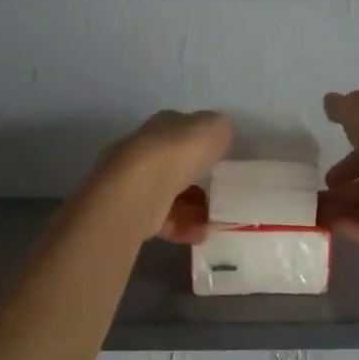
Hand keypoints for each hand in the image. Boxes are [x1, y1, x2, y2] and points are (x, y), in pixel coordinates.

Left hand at [97, 110, 232, 242]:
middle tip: (222, 194)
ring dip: (196, 209)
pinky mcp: (135, 212)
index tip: (223, 162)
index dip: (203, 146)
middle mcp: (147, 151)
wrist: (141, 189)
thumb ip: (220, 131)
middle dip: (200, 181)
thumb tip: (219, 138)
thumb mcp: (215, 128)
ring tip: (216, 219)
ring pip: (173, 195)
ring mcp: (138, 183)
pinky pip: (167, 220)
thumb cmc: (179, 152)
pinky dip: (185, 227)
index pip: (185, 132)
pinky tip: (202, 233)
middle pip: (178, 166)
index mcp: (164, 126)